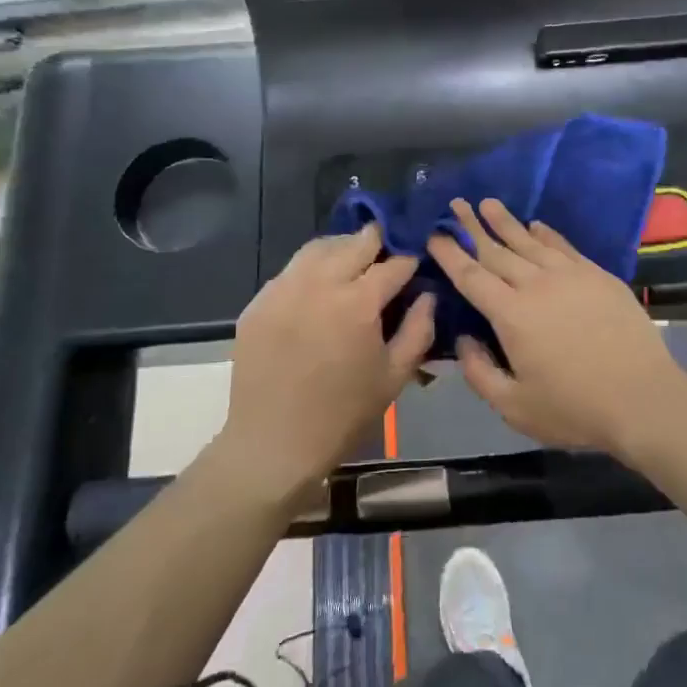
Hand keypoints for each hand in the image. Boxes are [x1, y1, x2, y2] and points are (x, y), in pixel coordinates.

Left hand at [221, 227, 433, 499]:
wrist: (273, 444)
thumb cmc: (343, 415)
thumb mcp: (394, 376)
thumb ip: (418, 329)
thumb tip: (427, 295)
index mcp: (357, 302)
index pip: (393, 263)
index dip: (410, 260)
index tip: (418, 263)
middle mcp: (319, 283)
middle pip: (355, 242)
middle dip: (378, 243)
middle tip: (388, 256)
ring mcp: (283, 289)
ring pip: (318, 247)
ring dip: (343, 248)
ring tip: (355, 263)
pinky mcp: (259, 302)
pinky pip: (290, 271)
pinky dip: (311, 269)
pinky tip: (318, 289)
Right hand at [426, 198, 686, 454]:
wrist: (643, 400)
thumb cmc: (574, 409)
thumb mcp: (514, 407)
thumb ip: (479, 372)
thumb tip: (464, 339)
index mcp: (511, 315)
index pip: (471, 275)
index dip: (450, 253)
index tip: (434, 233)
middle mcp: (537, 285)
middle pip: (497, 249)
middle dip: (472, 226)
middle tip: (456, 203)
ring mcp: (571, 276)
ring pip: (530, 241)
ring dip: (506, 222)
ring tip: (488, 203)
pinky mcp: (599, 277)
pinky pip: (564, 246)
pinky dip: (546, 234)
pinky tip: (536, 225)